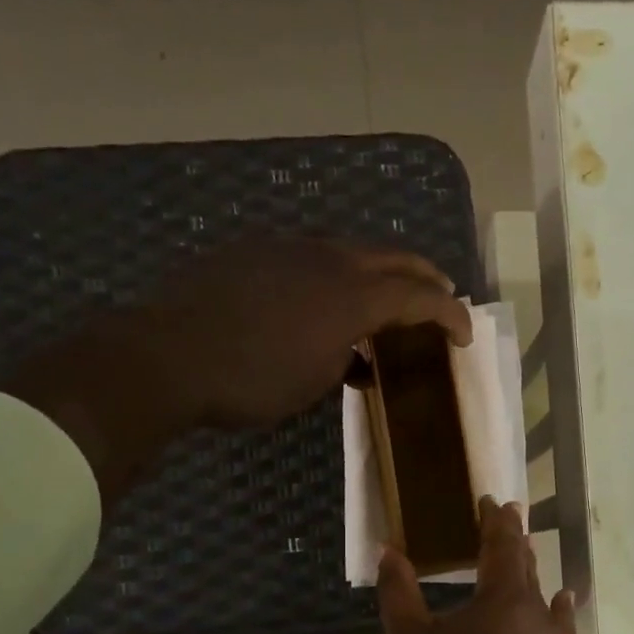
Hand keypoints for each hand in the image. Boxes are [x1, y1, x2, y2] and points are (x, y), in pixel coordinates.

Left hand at [152, 238, 471, 430]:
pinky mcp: (255, 252)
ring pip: (350, 253)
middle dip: (424, 278)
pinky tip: (321, 303)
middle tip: (440, 296)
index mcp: (352, 295)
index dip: (449, 313)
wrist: (168, 355)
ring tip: (383, 302)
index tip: (465, 333)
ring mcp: (288, 249)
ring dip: (377, 275)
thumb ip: (347, 359)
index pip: (419, 296)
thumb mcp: (314, 383)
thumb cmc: (251, 381)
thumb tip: (355, 355)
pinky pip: (311, 259)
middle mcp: (328, 259)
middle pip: (392, 258)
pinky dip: (334, 279)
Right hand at [377, 498, 575, 633]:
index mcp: (503, 600)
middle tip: (504, 520)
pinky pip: (561, 630)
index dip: (495, 519)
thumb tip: (389, 550)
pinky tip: (559, 604)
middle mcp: (540, 616)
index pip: (503, 544)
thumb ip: (399, 591)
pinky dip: (555, 611)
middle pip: (527, 567)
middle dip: (514, 542)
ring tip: (522, 559)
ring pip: (545, 599)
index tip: (490, 501)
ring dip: (532, 576)